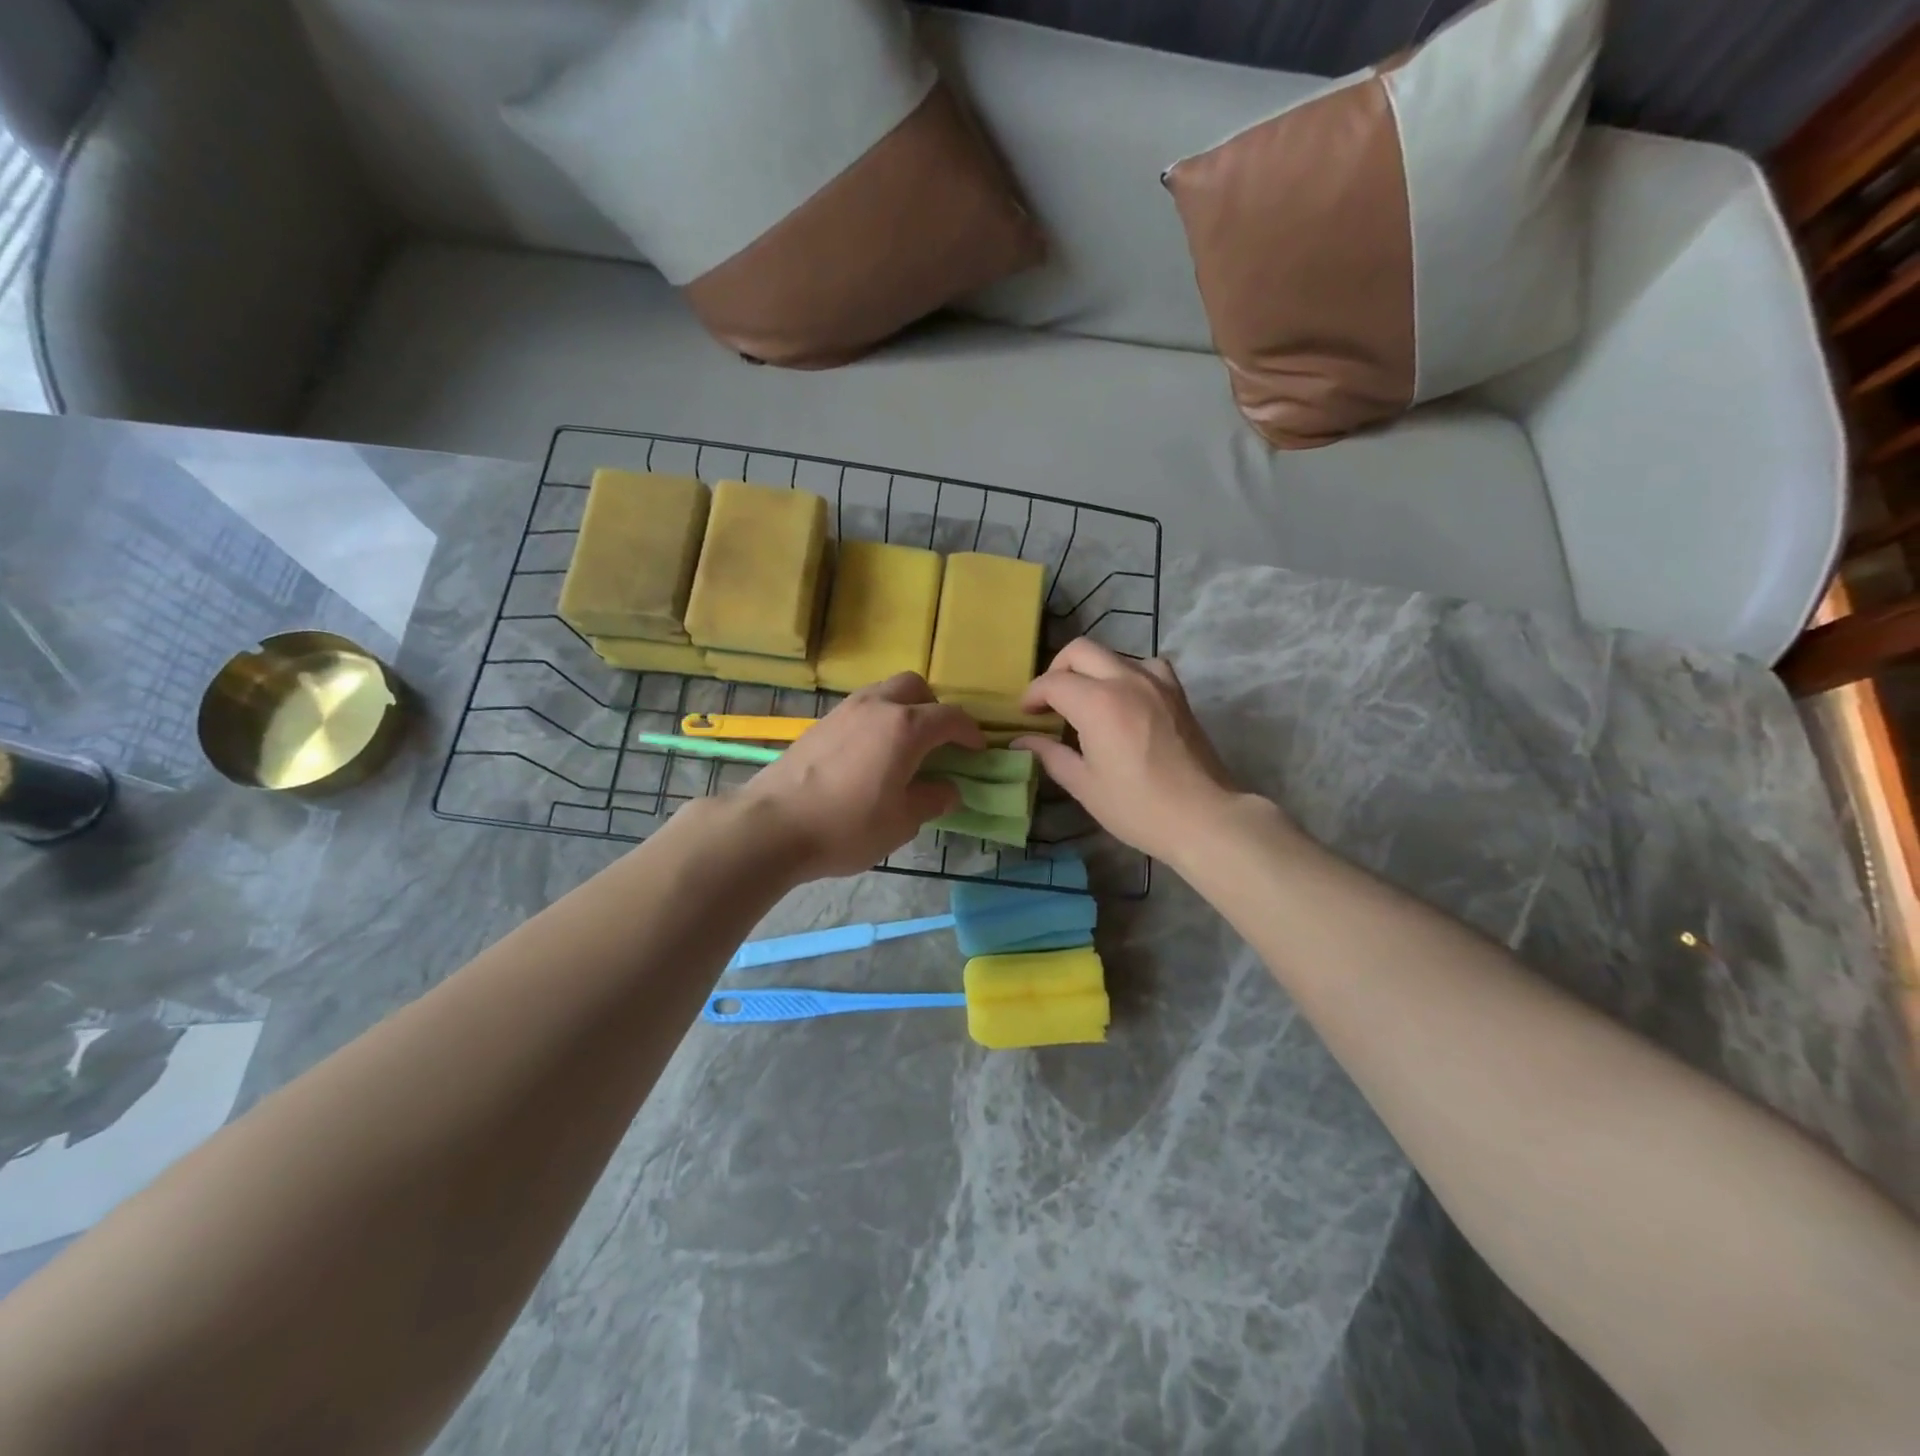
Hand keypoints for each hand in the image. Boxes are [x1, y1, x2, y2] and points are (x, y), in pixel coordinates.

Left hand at [736, 673, 984, 880]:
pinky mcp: (819, 724)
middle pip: (915, 687)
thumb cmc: (847, 825)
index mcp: (905, 727)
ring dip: (902, 710)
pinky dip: (876, 721)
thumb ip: (932, 800)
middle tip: (938, 742)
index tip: (977, 751)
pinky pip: (860, 709)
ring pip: (884, 693)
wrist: (772, 825)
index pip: (950, 717)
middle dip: (933, 708)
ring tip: (904, 748)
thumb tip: (949, 789)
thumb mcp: (902, 822)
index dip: (970, 732)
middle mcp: (876, 706)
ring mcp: (844, 711)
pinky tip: (870, 756)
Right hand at [1016, 640, 1250, 866]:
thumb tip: (1022, 740)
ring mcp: (1156, 682)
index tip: (1026, 715)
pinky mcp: (1176, 692)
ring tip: (1085, 701)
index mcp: (1097, 703)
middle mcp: (1126, 680)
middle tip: (1050, 701)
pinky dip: (1126, 673)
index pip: (1053, 682)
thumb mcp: (1084, 785)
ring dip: (1091, 670)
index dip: (1032, 695)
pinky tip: (1124, 699)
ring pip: (1112, 654)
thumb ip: (1050, 754)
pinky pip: (1145, 665)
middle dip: (1057, 670)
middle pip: (1080, 651)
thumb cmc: (1137, 807)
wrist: (1203, 816)